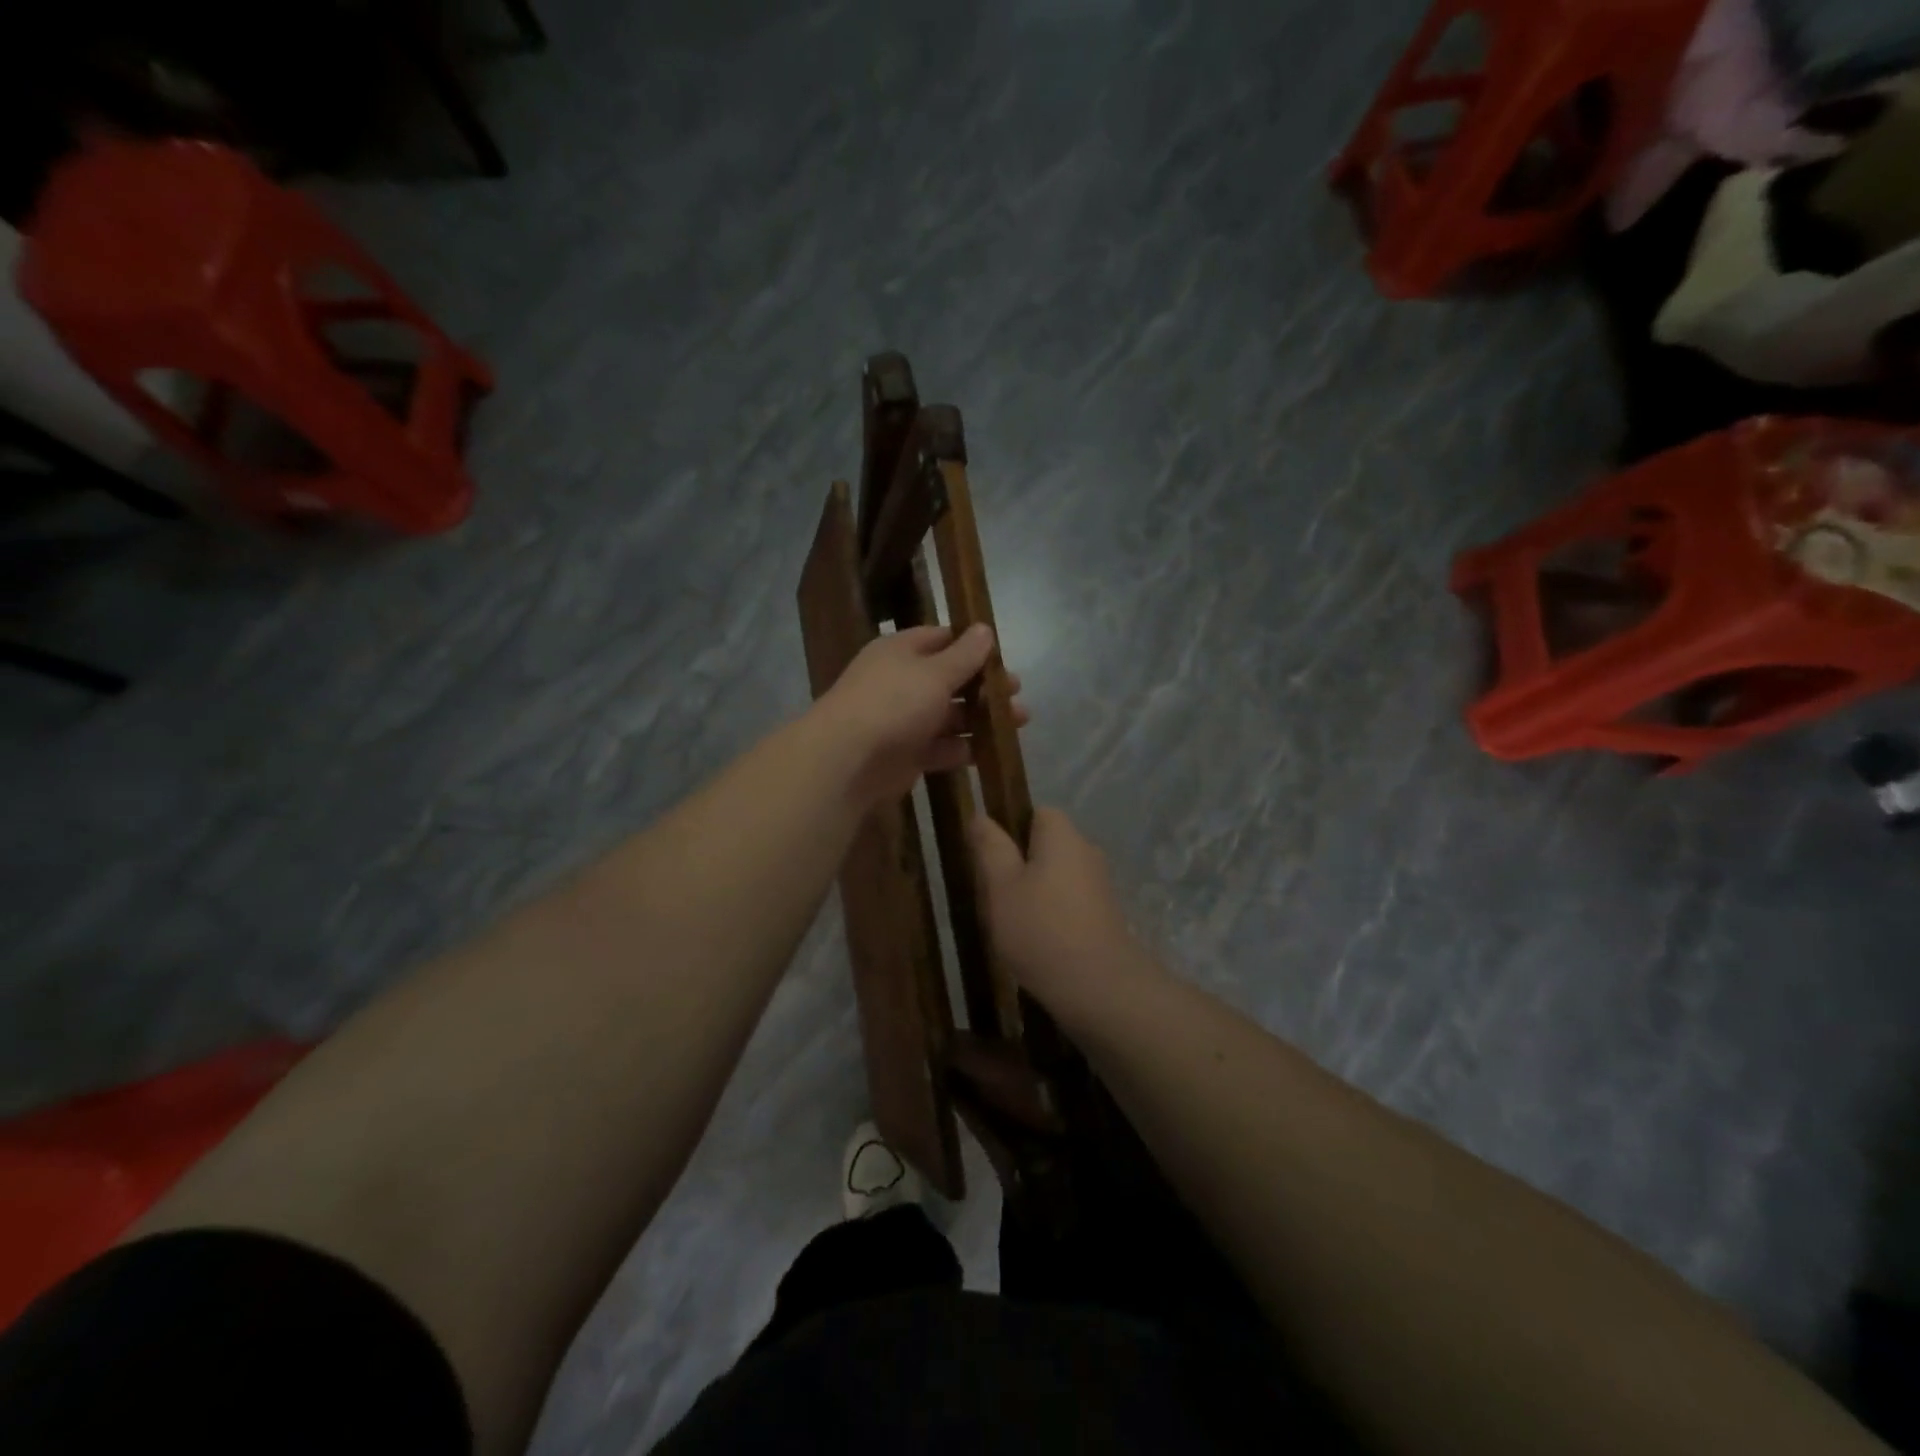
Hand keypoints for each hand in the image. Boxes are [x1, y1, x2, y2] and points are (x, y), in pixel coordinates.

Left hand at [815, 624, 1026, 804]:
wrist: (848, 759)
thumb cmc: (894, 703)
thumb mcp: (935, 673)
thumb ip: (964, 655)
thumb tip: (985, 629)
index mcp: (900, 651)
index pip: (940, 639)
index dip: (971, 646)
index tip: (1002, 656)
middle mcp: (900, 682)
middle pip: (948, 679)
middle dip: (983, 686)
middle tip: (1017, 692)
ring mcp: (901, 720)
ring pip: (948, 715)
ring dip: (980, 718)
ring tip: (1019, 722)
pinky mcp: (905, 754)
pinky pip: (940, 747)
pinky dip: (963, 748)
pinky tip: (991, 751)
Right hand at [969, 808, 1143, 1018]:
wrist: (1099, 988)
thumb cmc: (1041, 929)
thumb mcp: (1001, 886)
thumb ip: (990, 847)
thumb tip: (981, 816)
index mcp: (1062, 834)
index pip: (1035, 813)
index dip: (1009, 830)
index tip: (989, 859)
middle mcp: (1087, 851)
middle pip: (1045, 845)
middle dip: (1019, 865)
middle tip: (993, 895)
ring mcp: (1100, 884)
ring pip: (1056, 877)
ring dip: (1034, 894)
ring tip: (1011, 924)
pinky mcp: (1105, 915)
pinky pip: (1069, 902)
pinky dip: (1052, 915)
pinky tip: (1036, 942)